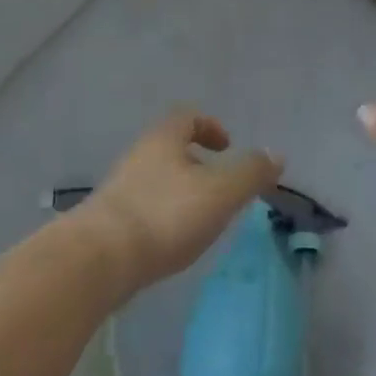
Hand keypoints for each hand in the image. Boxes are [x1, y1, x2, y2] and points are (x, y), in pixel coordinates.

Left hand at [77, 111, 283, 298]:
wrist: (99, 259)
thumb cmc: (165, 215)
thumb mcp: (220, 192)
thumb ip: (250, 173)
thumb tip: (276, 154)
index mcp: (163, 139)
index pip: (187, 117)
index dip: (210, 126)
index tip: (227, 147)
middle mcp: (138, 155)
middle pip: (170, 147)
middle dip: (196, 163)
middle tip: (220, 188)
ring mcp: (120, 187)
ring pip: (157, 178)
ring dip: (180, 190)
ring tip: (201, 219)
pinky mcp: (109, 220)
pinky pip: (144, 206)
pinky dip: (163, 214)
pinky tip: (172, 242)